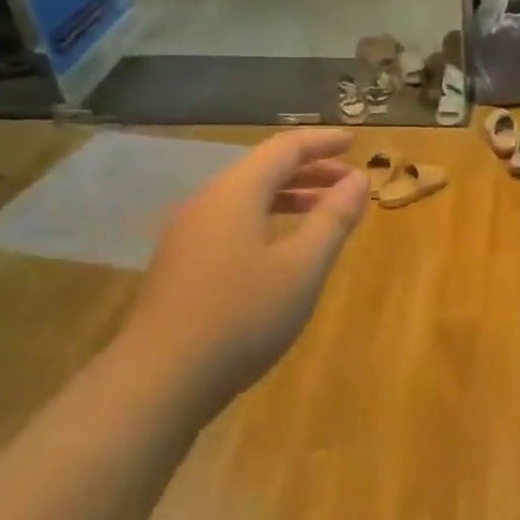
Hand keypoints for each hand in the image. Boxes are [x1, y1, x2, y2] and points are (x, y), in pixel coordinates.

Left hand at [123, 129, 367, 400]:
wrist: (161, 378)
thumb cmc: (242, 316)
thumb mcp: (302, 268)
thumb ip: (333, 219)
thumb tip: (359, 179)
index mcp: (235, 193)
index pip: (284, 149)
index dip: (321, 142)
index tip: (354, 142)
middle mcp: (207, 203)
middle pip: (263, 170)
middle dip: (309, 171)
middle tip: (349, 182)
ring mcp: (188, 234)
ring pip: (246, 199)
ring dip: (289, 198)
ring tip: (324, 212)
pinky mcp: (182, 264)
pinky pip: (232, 223)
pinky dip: (267, 221)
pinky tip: (281, 249)